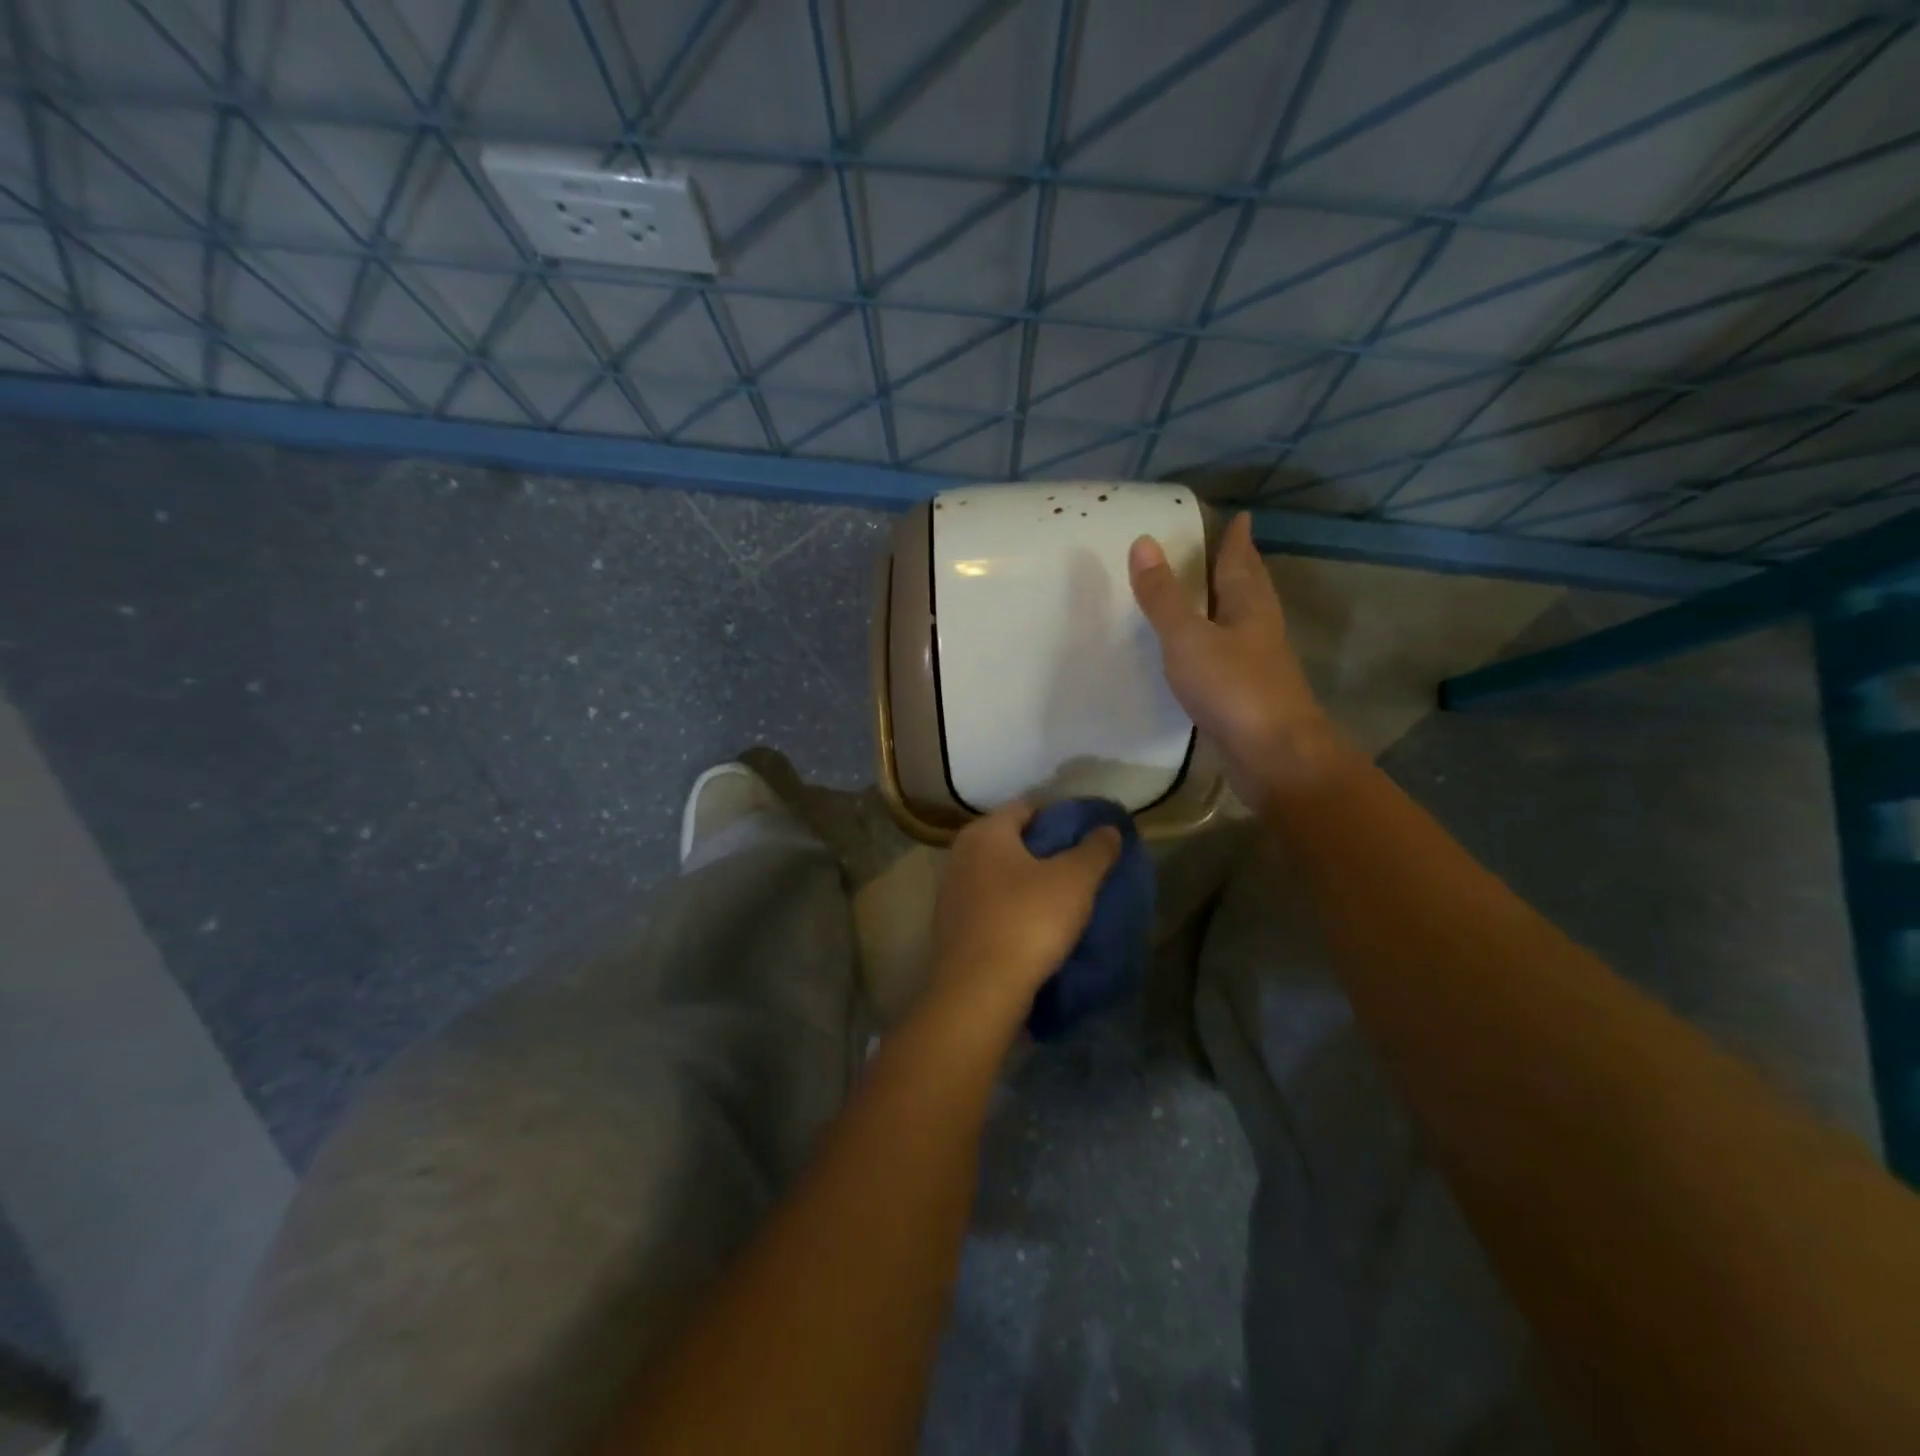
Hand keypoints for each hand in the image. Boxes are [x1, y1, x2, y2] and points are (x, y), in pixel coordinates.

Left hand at [928, 801, 1121, 1033]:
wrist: (978, 992)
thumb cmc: (1027, 921)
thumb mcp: (1074, 881)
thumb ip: (1095, 849)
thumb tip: (1108, 829)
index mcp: (984, 832)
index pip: (1027, 809)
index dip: (1060, 819)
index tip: (1087, 839)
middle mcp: (959, 854)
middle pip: (1011, 842)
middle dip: (1044, 853)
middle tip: (1080, 869)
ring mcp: (950, 893)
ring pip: (999, 877)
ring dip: (1027, 884)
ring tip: (1063, 901)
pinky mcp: (951, 928)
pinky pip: (989, 907)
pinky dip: (1011, 910)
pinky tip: (1036, 929)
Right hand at [1129, 511, 1340, 808]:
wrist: (1273, 754)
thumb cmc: (1232, 687)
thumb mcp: (1187, 637)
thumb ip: (1163, 596)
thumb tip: (1144, 542)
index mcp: (1248, 607)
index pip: (1241, 563)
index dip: (1237, 540)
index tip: (1241, 517)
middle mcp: (1260, 629)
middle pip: (1252, 588)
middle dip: (1242, 566)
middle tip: (1234, 548)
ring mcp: (1260, 664)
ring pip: (1247, 621)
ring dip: (1234, 603)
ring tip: (1218, 593)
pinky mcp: (1252, 694)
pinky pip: (1236, 653)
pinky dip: (1224, 640)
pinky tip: (1212, 651)